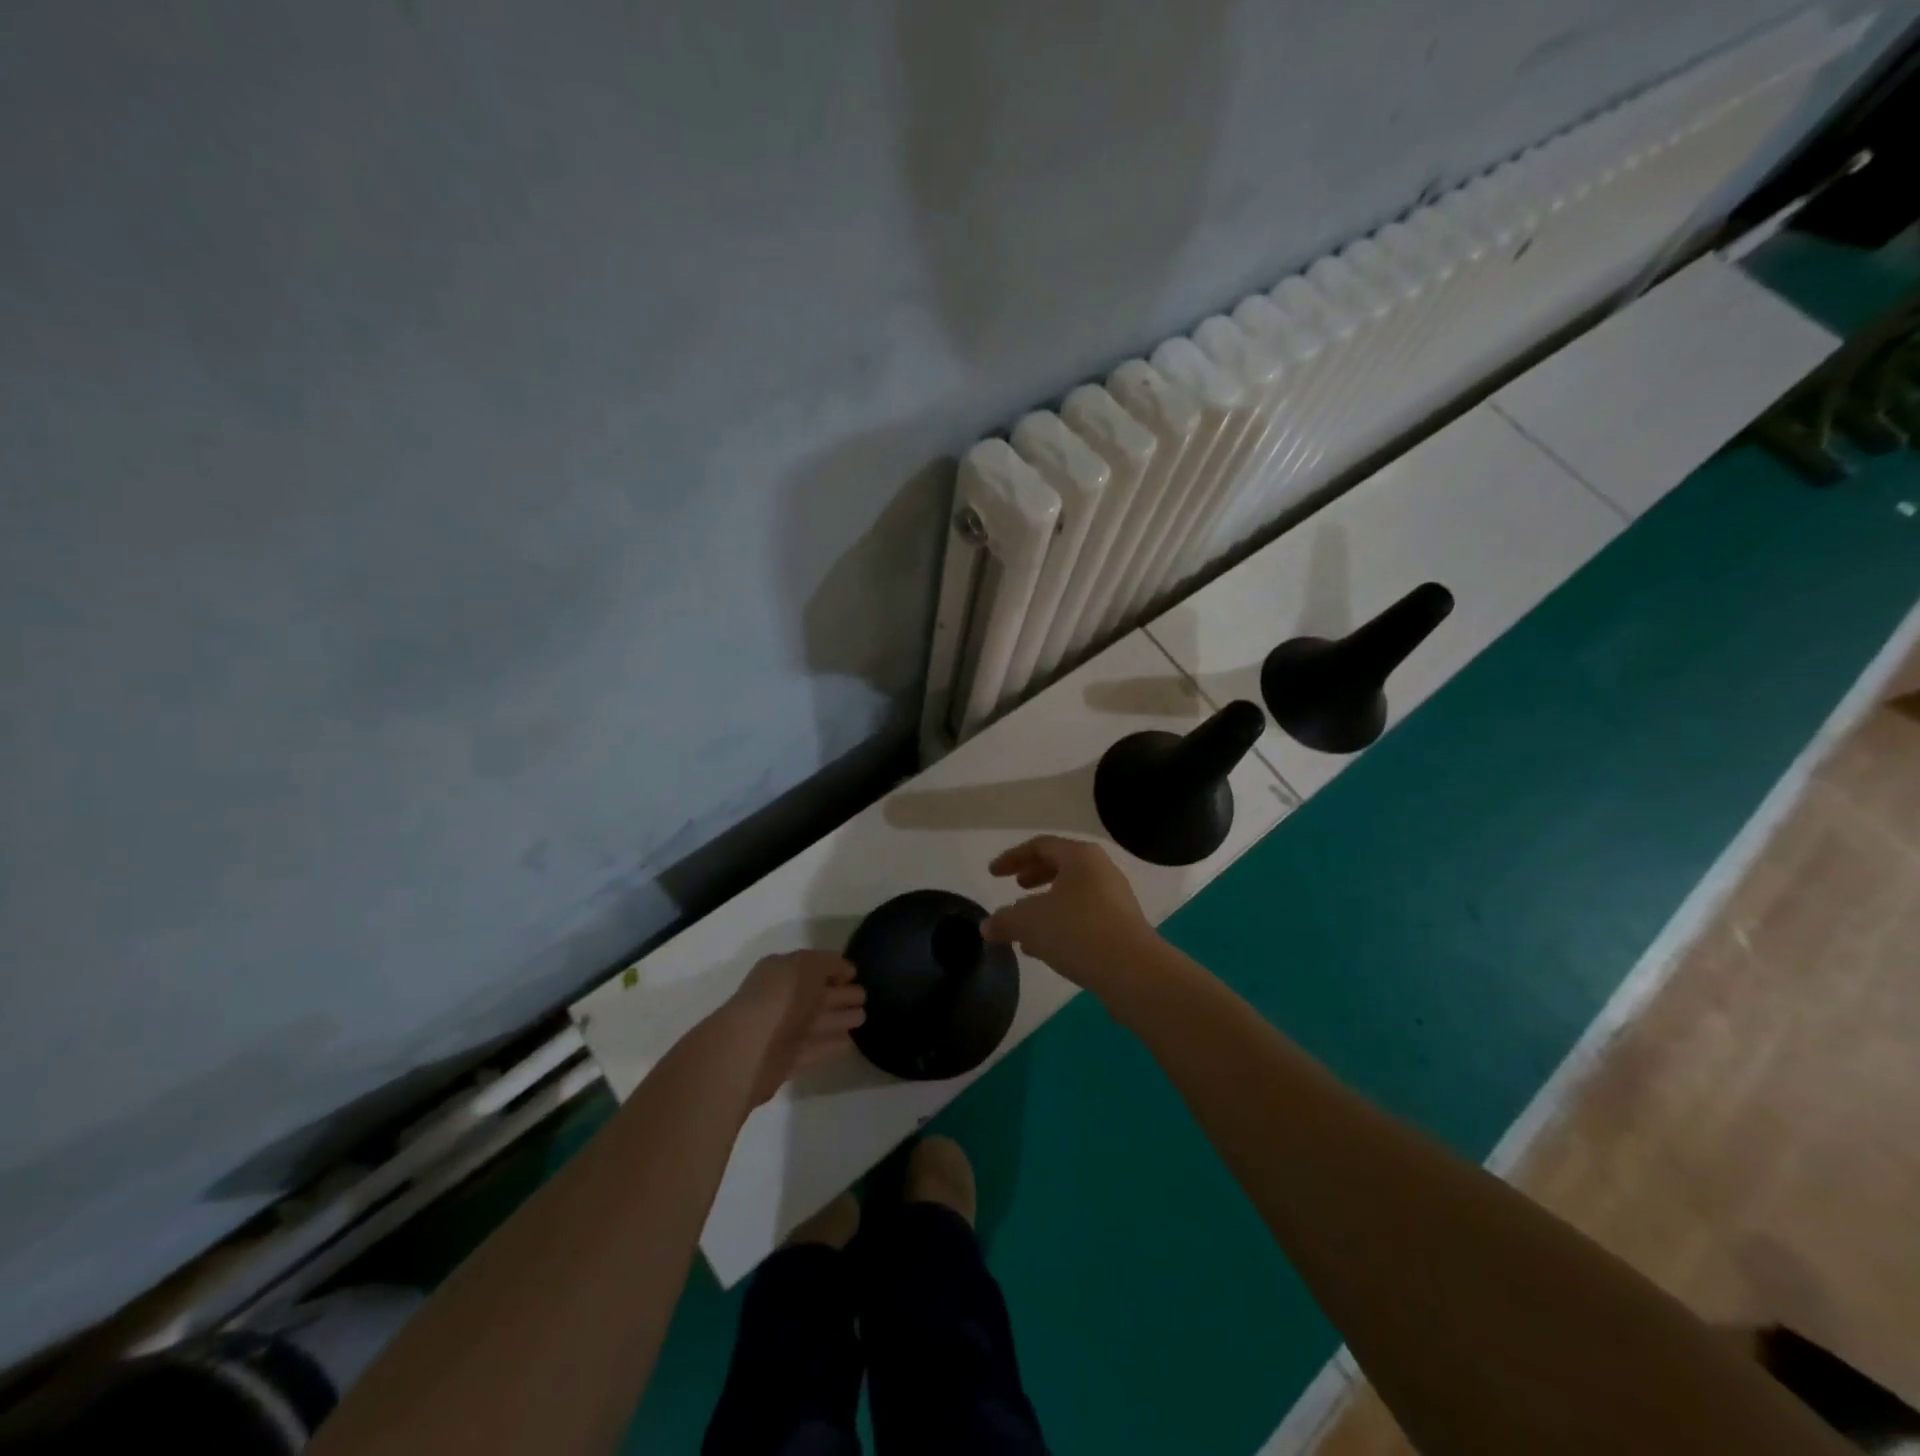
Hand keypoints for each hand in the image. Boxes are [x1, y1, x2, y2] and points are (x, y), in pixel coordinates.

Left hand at [721, 951, 867, 1104]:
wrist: (748, 1049)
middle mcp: (780, 999)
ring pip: (817, 1021)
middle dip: (840, 994)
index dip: (833, 968)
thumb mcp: (807, 966)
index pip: (810, 966)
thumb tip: (844, 971)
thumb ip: (828, 964)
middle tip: (865, 996)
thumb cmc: (779, 998)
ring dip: (839, 1019)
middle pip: (815, 995)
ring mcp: (782, 1031)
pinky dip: (831, 1045)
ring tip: (863, 1017)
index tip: (855, 974)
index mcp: (780, 972)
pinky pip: (814, 1048)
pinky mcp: (786, 1061)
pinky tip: (850, 1042)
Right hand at [982, 836, 1156, 990]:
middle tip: (1015, 888)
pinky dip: (1061, 924)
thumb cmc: (1077, 932)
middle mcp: (1101, 870)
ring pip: (1072, 894)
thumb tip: (987, 926)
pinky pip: (1084, 916)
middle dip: (1034, 876)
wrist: (1133, 972)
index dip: (1012, 858)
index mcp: (1080, 856)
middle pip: (1060, 866)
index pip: (1040, 846)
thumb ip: (1004, 920)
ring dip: (1046, 905)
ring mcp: (1115, 899)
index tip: (993, 874)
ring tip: (1025, 925)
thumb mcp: (1029, 923)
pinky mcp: (1122, 927)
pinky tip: (1045, 949)